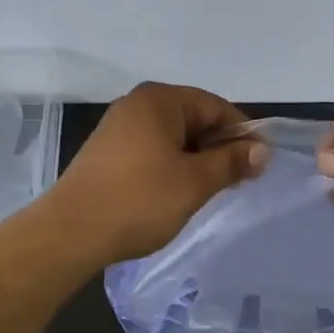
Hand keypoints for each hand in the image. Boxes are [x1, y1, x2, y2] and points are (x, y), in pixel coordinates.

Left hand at [51, 82, 267, 264]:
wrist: (70, 233)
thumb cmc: (139, 200)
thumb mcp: (194, 182)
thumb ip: (231, 162)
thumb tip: (263, 150)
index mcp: (159, 99)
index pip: (215, 107)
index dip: (242, 134)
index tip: (258, 165)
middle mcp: (137, 104)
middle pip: (193, 119)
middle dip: (217, 148)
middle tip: (237, 182)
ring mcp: (118, 128)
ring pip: (173, 138)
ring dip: (195, 160)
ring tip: (208, 191)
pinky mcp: (107, 153)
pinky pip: (152, 150)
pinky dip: (171, 167)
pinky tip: (176, 193)